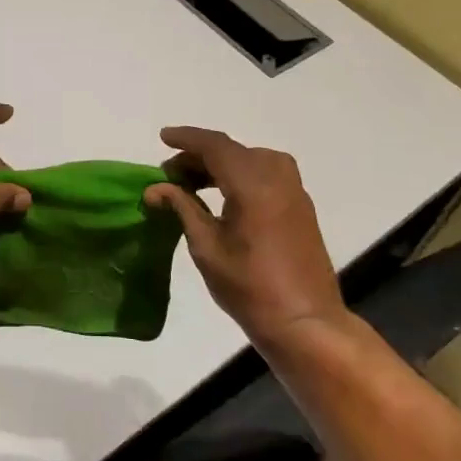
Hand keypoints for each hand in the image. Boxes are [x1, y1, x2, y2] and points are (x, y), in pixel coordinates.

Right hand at [144, 126, 346, 343]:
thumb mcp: (207, 248)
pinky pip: (266, 172)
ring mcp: (293, 189)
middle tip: (170, 175)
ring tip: (192, 184)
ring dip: (220, 164)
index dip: (186, 139)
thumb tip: (154, 188)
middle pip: (232, 150)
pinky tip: (223, 195)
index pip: (214, 145)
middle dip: (199, 156)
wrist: (306, 322)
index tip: (162, 138)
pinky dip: (240, 174)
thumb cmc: (250, 288)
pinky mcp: (300, 204)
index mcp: (253, 184)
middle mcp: (276, 176)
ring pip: (250, 159)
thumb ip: (182, 208)